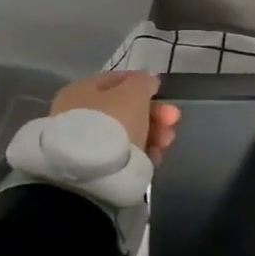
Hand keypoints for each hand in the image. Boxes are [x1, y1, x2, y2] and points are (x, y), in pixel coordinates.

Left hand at [51, 72, 180, 163]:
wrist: (92, 175)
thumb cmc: (112, 123)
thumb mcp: (133, 93)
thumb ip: (143, 82)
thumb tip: (147, 81)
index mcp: (82, 90)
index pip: (117, 81)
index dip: (143, 84)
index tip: (163, 94)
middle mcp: (81, 114)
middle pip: (126, 109)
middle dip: (155, 113)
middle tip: (173, 120)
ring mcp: (88, 143)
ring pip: (129, 132)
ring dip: (154, 133)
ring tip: (166, 141)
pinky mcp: (98, 167)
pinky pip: (127, 154)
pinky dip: (144, 153)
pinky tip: (156, 156)